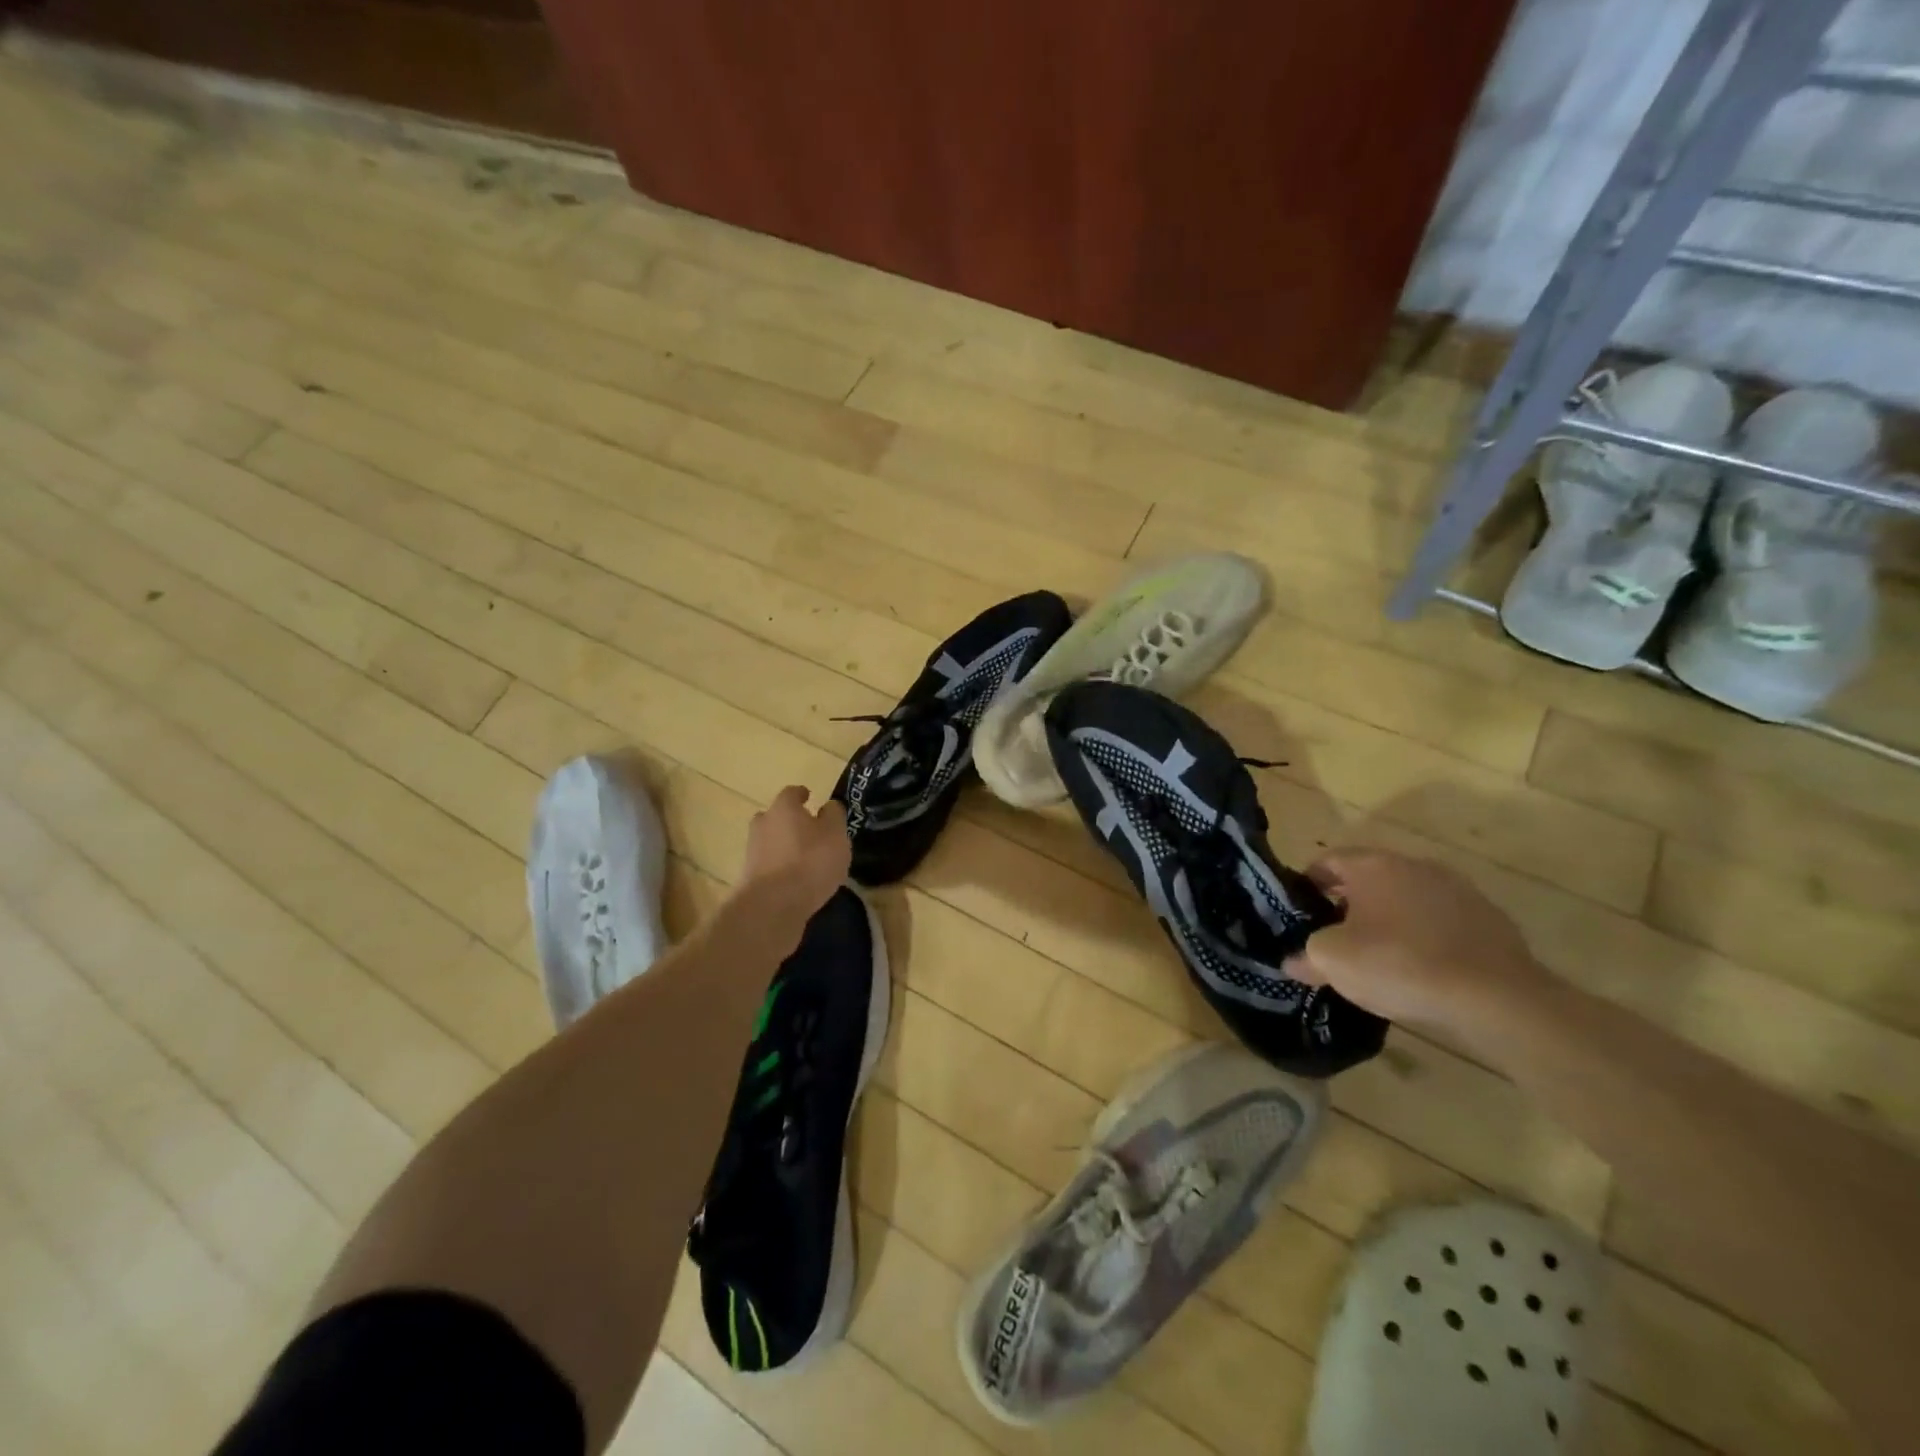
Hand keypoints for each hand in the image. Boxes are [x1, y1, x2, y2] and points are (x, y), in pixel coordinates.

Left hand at [738, 786, 850, 923]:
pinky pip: (769, 866)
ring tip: (805, 860)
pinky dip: (780, 868)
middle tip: (808, 830)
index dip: (802, 795)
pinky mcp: (750, 879)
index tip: (810, 798)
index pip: (791, 793)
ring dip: (784, 846)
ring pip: (770, 842)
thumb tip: (828, 806)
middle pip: (775, 817)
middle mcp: (763, 825)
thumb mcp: (836, 834)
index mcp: (783, 808)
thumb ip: (834, 816)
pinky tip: (796, 881)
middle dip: (789, 821)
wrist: (772, 906)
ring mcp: (752, 852)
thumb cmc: (810, 861)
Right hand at [1283, 849, 1547, 1036]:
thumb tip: (1293, 961)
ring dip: (1391, 919)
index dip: (1308, 883)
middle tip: (1334, 936)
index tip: (1300, 911)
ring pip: (1408, 900)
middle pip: (1370, 878)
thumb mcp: (1332, 962)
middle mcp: (1416, 866)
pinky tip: (1422, 970)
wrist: (1496, 999)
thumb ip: (1306, 955)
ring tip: (1379, 956)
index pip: (1328, 860)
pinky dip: (1427, 938)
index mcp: (1374, 865)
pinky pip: (1443, 923)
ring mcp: (1459, 891)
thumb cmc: (1398, 964)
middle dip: (1349, 903)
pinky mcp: (1490, 921)